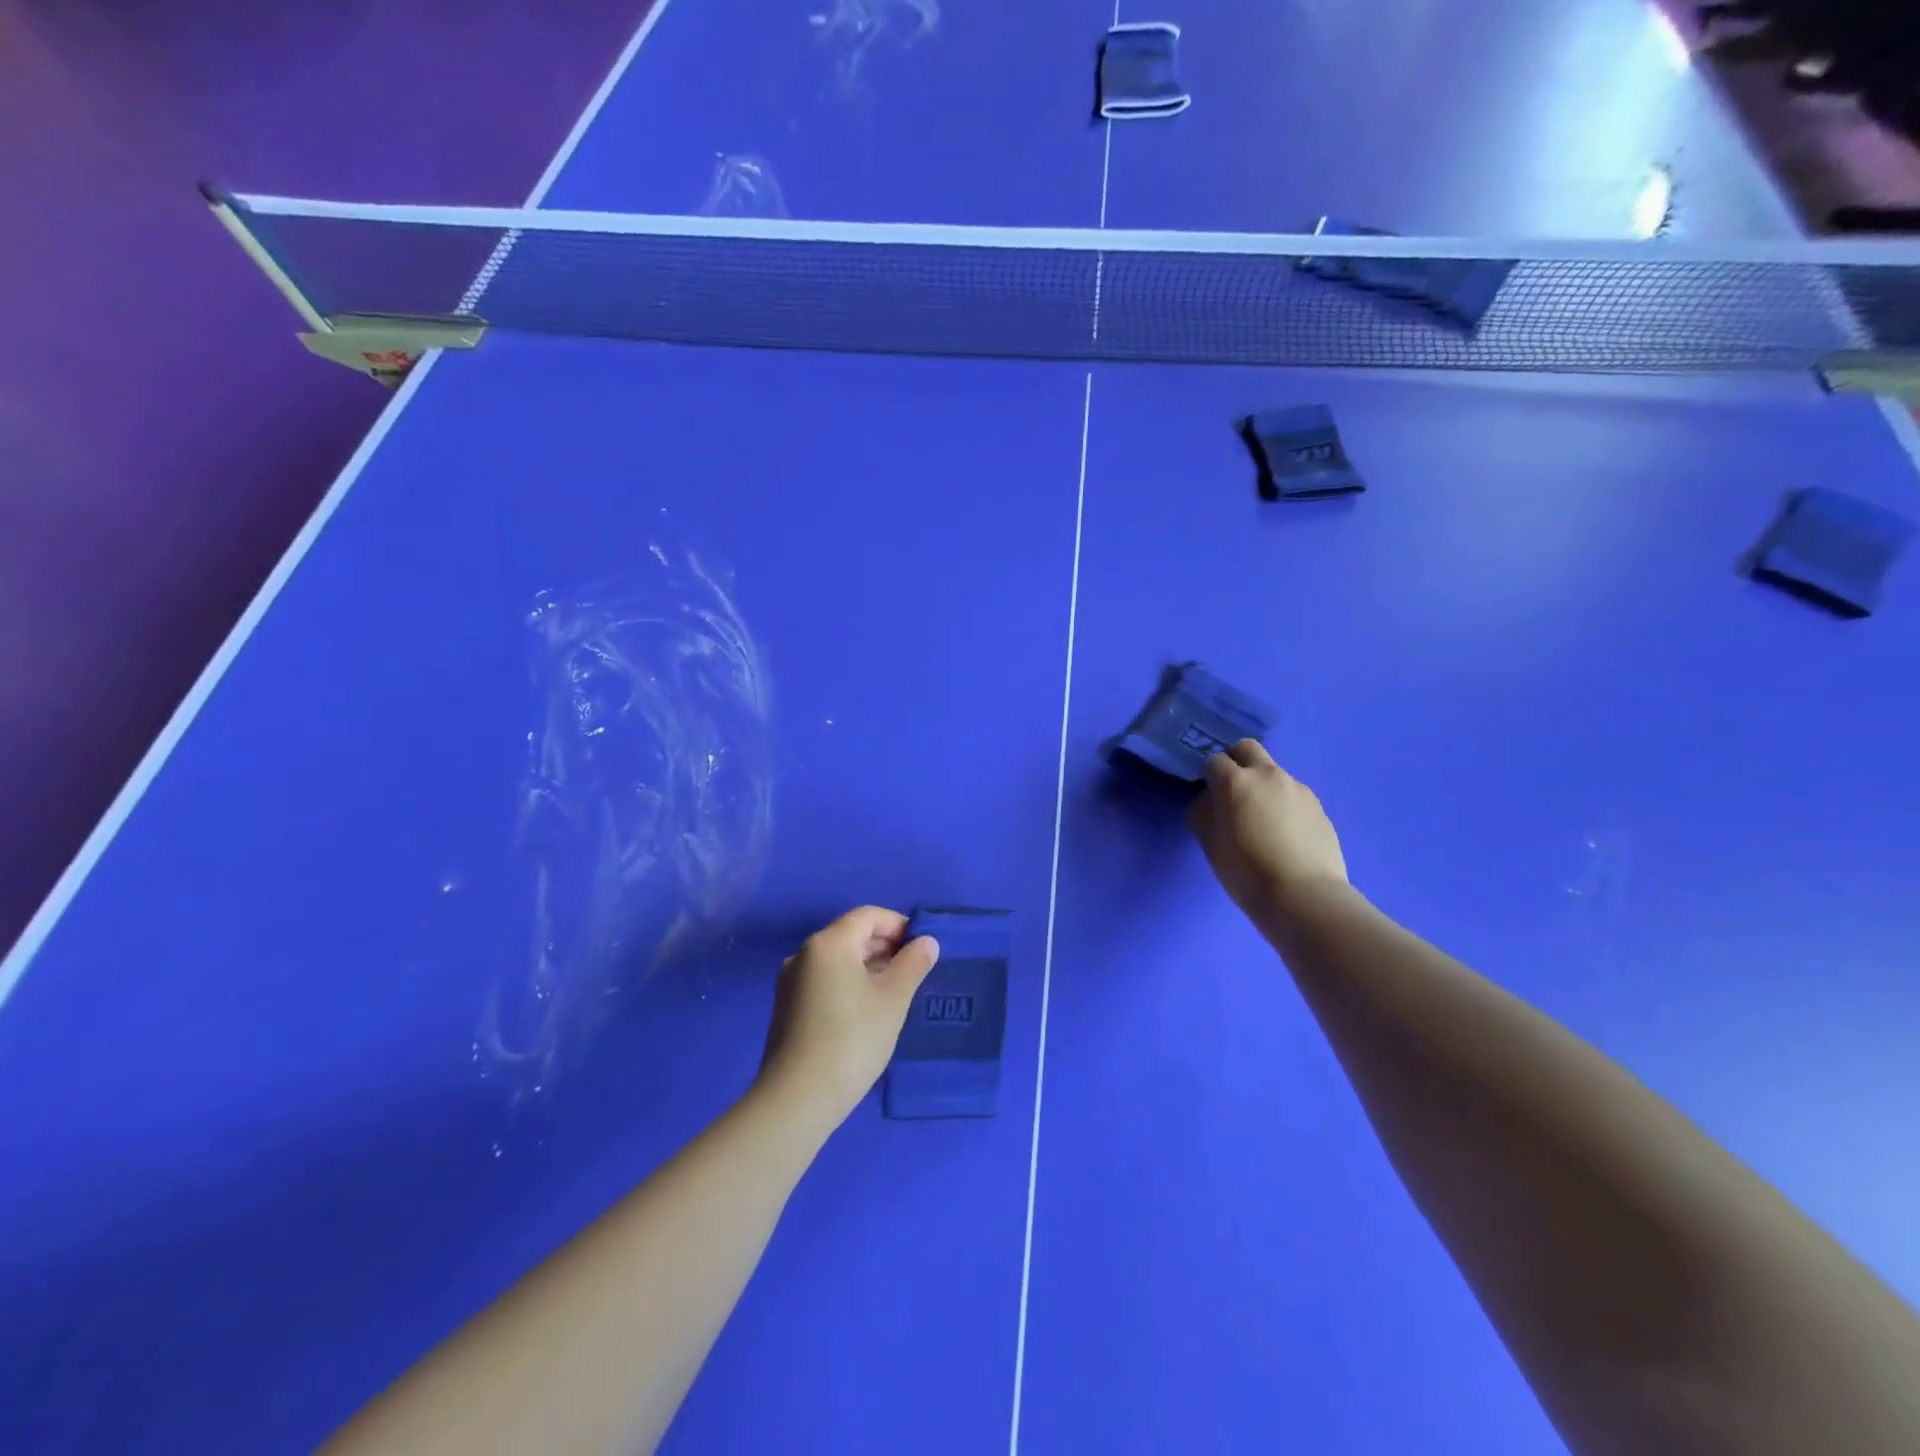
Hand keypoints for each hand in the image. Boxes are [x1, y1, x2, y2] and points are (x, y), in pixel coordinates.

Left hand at [757, 907, 940, 1126]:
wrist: (797, 1099)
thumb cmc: (852, 1039)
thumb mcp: (893, 1000)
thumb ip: (913, 964)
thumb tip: (926, 942)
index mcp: (829, 942)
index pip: (868, 916)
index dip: (898, 925)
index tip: (922, 949)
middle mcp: (804, 953)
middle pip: (851, 935)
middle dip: (885, 947)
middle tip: (914, 972)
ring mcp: (791, 981)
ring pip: (838, 960)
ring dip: (869, 967)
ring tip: (895, 994)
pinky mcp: (787, 1007)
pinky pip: (825, 981)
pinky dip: (849, 984)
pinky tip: (867, 1012)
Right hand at [1189, 740, 1348, 919]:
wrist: (1304, 897)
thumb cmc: (1246, 872)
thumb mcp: (1210, 844)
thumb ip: (1204, 813)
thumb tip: (1210, 800)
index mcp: (1236, 782)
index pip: (1213, 761)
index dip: (1207, 776)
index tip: (1207, 795)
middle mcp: (1268, 775)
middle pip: (1247, 748)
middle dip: (1235, 761)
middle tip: (1231, 790)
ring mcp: (1298, 789)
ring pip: (1272, 772)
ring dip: (1261, 784)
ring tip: (1261, 819)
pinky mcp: (1318, 806)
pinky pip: (1292, 794)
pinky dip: (1282, 803)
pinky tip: (1283, 833)